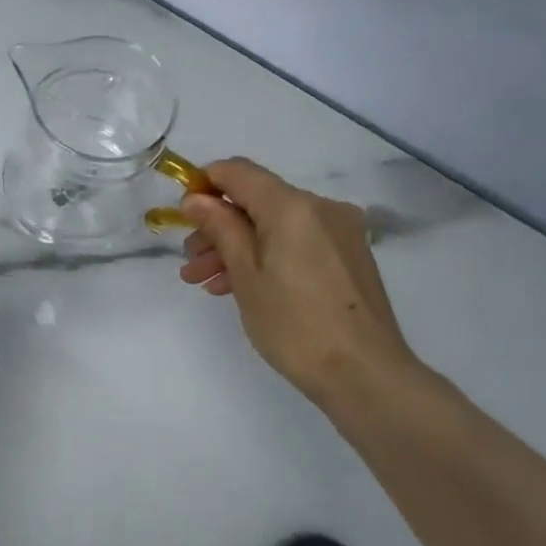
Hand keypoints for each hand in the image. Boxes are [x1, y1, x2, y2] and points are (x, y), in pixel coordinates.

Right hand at [178, 157, 417, 410]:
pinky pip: (296, 242)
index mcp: (292, 205)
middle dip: (218, 226)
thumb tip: (196, 199)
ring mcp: (340, 232)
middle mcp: (321, 207)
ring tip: (206, 281)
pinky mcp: (348, 256)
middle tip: (190, 261)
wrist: (363, 374)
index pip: (238, 171)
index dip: (204, 185)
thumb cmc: (294, 324)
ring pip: (275, 225)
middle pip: (256, 200)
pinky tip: (240, 286)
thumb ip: (220, 228)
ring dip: (238, 246)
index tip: (183, 216)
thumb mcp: (245, 274)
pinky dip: (266, 256)